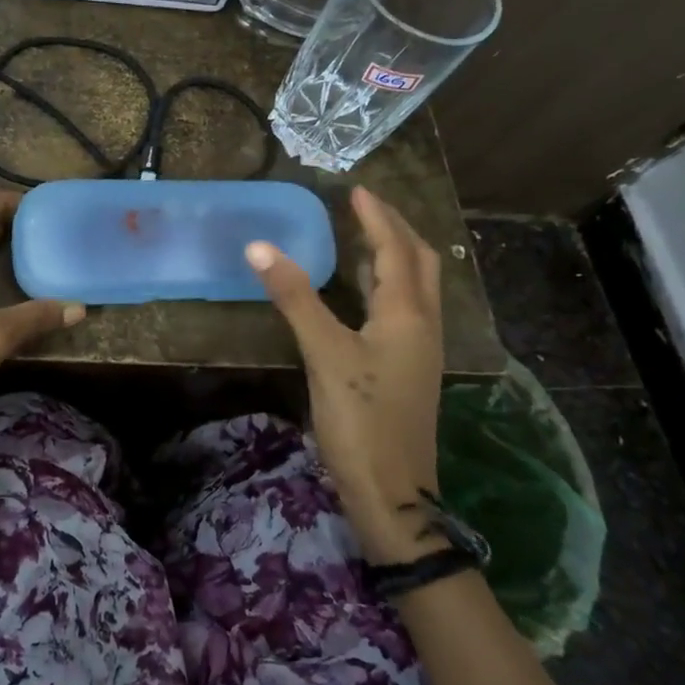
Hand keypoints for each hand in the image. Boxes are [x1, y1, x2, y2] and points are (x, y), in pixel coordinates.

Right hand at [246, 186, 445, 563]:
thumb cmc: (361, 420)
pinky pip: (404, 310)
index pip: (396, 249)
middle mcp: (424, 325)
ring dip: (393, 256)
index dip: (377, 217)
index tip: (356, 189)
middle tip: (364, 208)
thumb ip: (295, 298)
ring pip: (415, 288)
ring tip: (362, 238)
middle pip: (419, 262)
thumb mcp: (324, 354)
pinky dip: (386, 286)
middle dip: (396, 230)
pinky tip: (362, 294)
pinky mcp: (409, 370)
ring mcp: (420, 350)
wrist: (393, 495)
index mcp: (408, 314)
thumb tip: (260, 247)